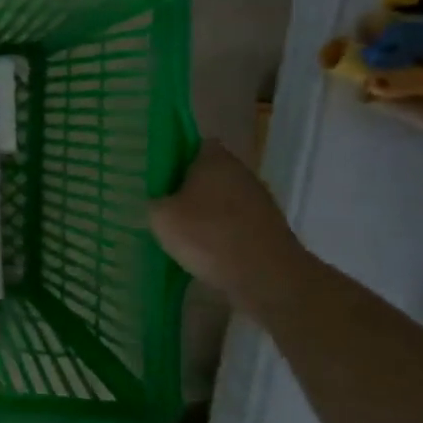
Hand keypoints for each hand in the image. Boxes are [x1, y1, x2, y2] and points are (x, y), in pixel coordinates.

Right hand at [149, 143, 304, 307]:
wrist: (268, 278)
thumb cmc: (209, 235)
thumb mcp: (160, 216)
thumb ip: (154, 200)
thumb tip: (158, 200)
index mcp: (214, 159)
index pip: (192, 144)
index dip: (173, 157)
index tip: (157, 174)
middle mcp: (241, 172)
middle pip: (208, 172)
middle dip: (187, 186)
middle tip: (162, 203)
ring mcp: (259, 201)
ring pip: (222, 198)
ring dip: (205, 211)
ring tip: (181, 231)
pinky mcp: (269, 228)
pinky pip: (235, 222)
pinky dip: (221, 232)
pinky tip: (205, 250)